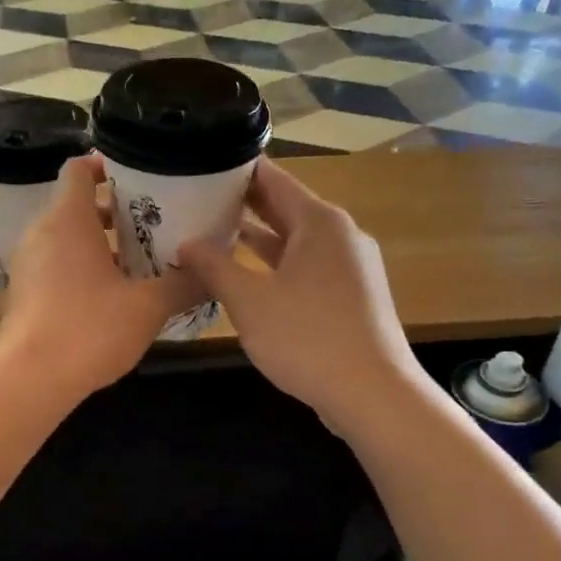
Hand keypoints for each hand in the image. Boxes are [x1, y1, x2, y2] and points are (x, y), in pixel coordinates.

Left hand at [0, 155, 203, 399]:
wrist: (30, 379)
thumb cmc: (89, 329)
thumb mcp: (148, 306)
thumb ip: (184, 285)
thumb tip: (213, 274)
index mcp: (68, 219)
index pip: (79, 168)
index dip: (106, 165)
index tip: (139, 176)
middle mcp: (42, 232)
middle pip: (76, 203)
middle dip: (114, 209)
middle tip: (153, 219)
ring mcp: (28, 262)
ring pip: (66, 235)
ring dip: (99, 240)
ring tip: (140, 256)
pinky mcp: (24, 290)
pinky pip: (56, 262)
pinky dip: (82, 264)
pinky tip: (113, 291)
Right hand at [180, 161, 419, 428]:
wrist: (374, 394)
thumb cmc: (308, 338)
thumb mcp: (249, 301)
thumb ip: (214, 266)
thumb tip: (186, 243)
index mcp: (319, 221)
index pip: (272, 177)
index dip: (235, 169)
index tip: (199, 166)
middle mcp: (338, 234)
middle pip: (284, 206)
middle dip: (242, 203)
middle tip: (195, 197)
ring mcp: (349, 265)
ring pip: (295, 239)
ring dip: (257, 235)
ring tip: (211, 231)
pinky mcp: (350, 294)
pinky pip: (306, 265)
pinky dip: (276, 263)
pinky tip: (245, 274)